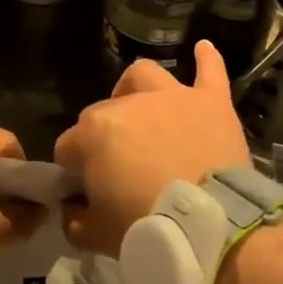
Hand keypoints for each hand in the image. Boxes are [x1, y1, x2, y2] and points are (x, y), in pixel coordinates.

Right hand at [53, 41, 249, 256]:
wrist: (214, 227)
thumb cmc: (149, 229)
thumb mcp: (97, 236)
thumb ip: (76, 219)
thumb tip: (73, 210)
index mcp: (95, 132)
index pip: (68, 147)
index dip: (73, 170)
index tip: (83, 192)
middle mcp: (130, 104)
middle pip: (103, 113)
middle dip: (102, 137)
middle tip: (115, 167)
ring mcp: (174, 97)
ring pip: (145, 76)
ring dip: (136, 89)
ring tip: (139, 107)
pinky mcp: (211, 102)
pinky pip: (210, 71)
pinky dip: (206, 59)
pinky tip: (203, 47)